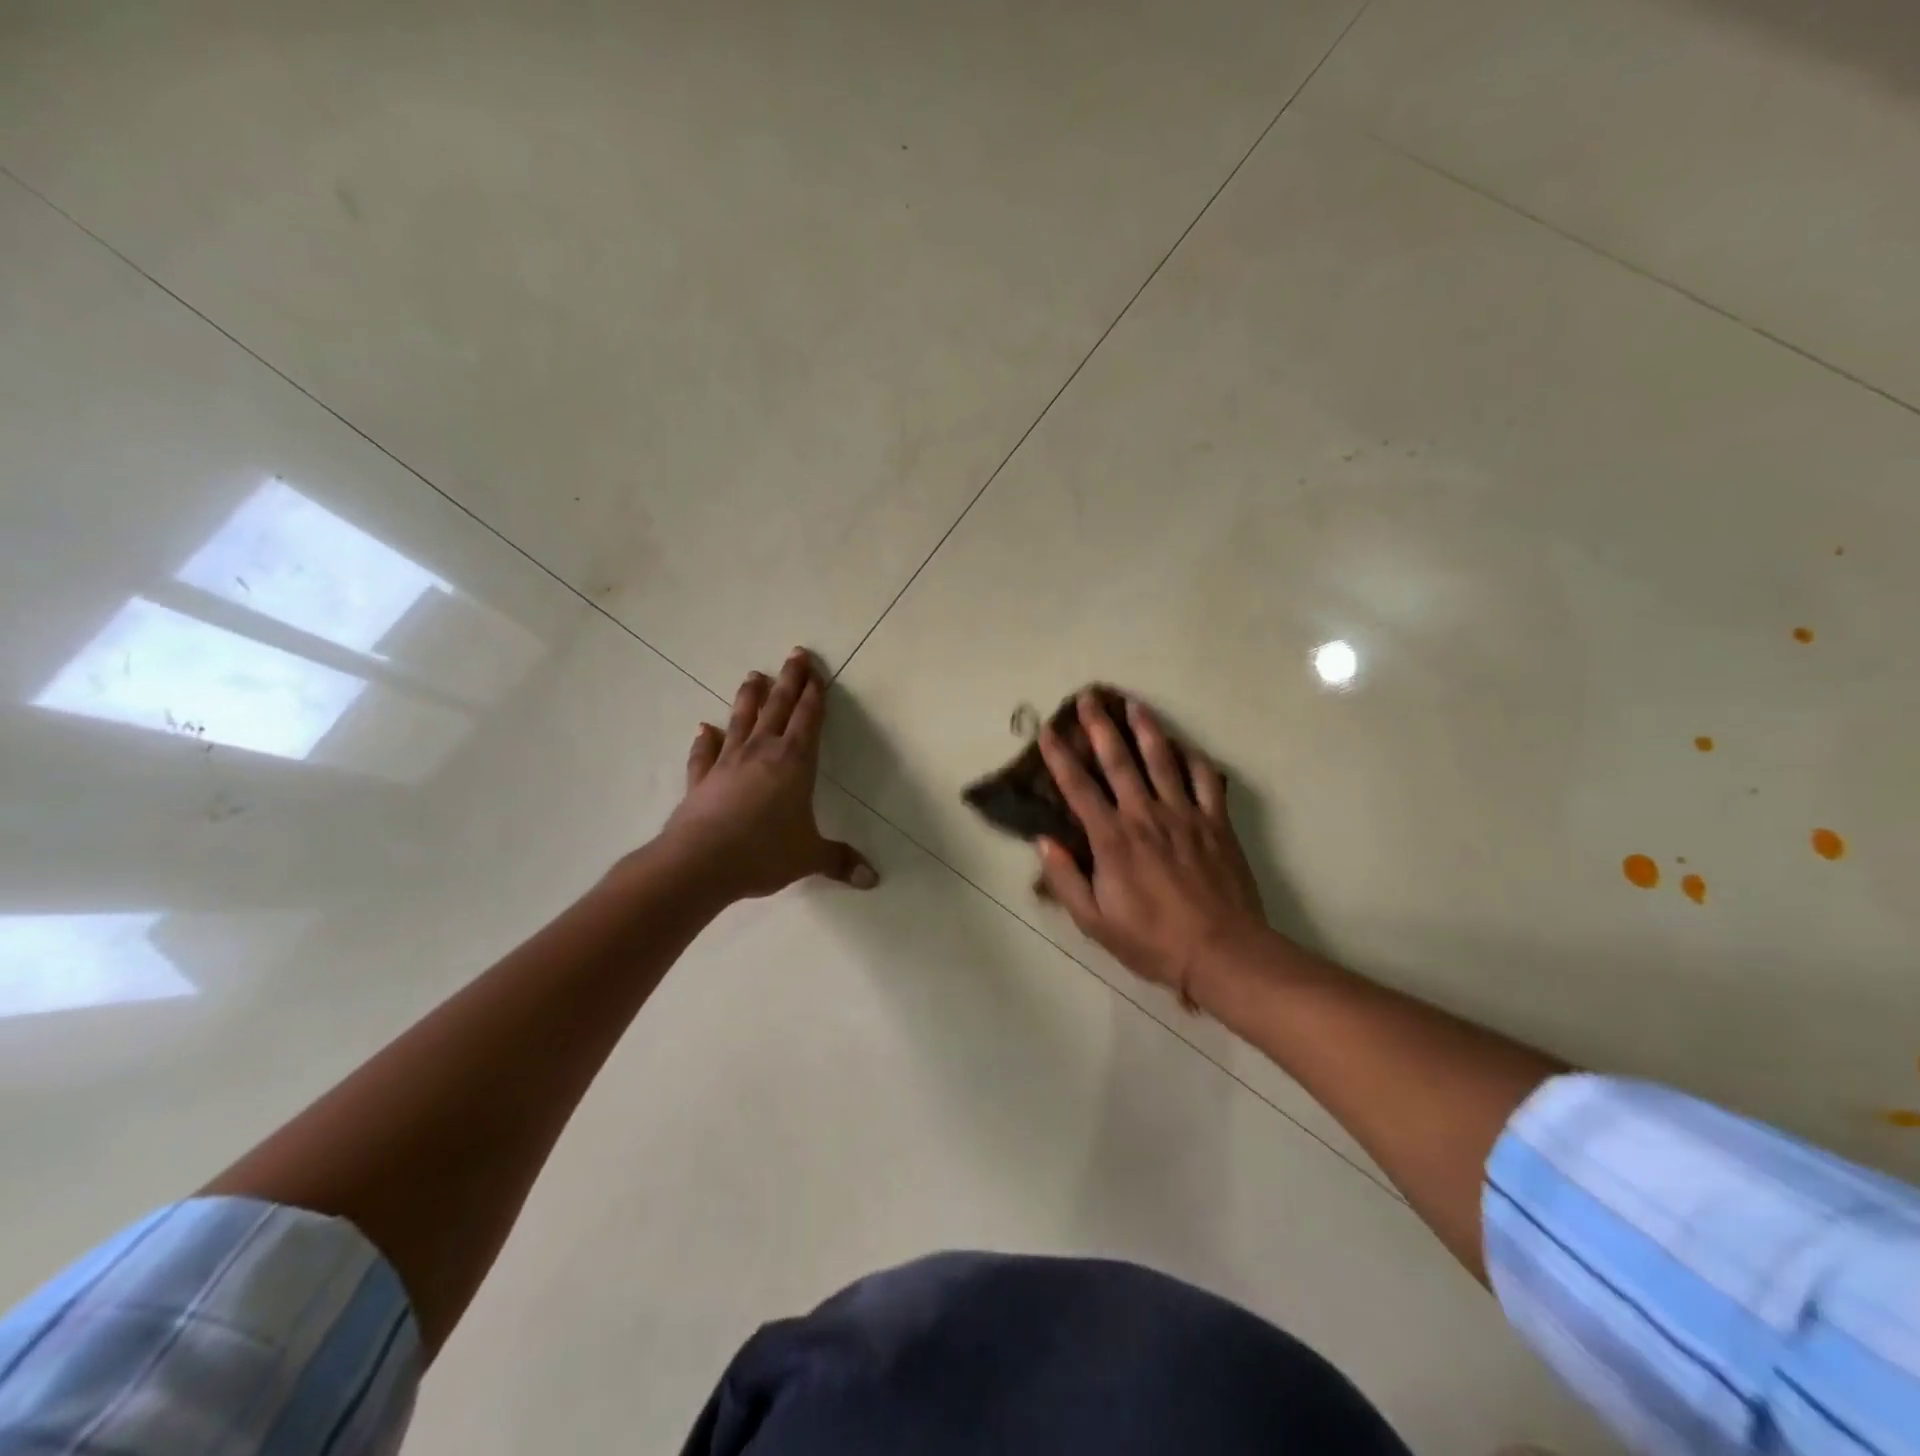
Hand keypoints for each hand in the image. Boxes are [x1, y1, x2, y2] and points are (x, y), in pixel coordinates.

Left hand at [658, 649, 877, 901]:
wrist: (700, 863)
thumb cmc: (763, 853)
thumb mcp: (808, 857)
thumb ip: (839, 861)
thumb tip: (872, 879)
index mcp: (794, 762)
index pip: (808, 719)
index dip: (815, 694)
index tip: (816, 671)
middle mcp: (761, 752)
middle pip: (778, 707)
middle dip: (789, 680)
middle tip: (795, 654)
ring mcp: (728, 762)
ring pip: (741, 719)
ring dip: (749, 697)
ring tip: (754, 675)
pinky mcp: (701, 779)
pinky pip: (704, 753)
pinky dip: (705, 740)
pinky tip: (704, 729)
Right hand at [1035, 692, 1266, 1008]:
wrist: (1221, 951)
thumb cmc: (1152, 940)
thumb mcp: (1094, 921)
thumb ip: (1066, 879)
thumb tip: (1044, 841)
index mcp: (1112, 838)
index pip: (1078, 787)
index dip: (1060, 756)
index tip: (1048, 730)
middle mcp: (1145, 815)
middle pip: (1119, 760)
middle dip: (1100, 726)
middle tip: (1089, 698)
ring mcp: (1184, 814)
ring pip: (1162, 759)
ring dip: (1146, 728)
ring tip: (1134, 704)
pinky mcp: (1216, 822)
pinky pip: (1205, 779)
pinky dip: (1194, 758)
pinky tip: (1185, 746)